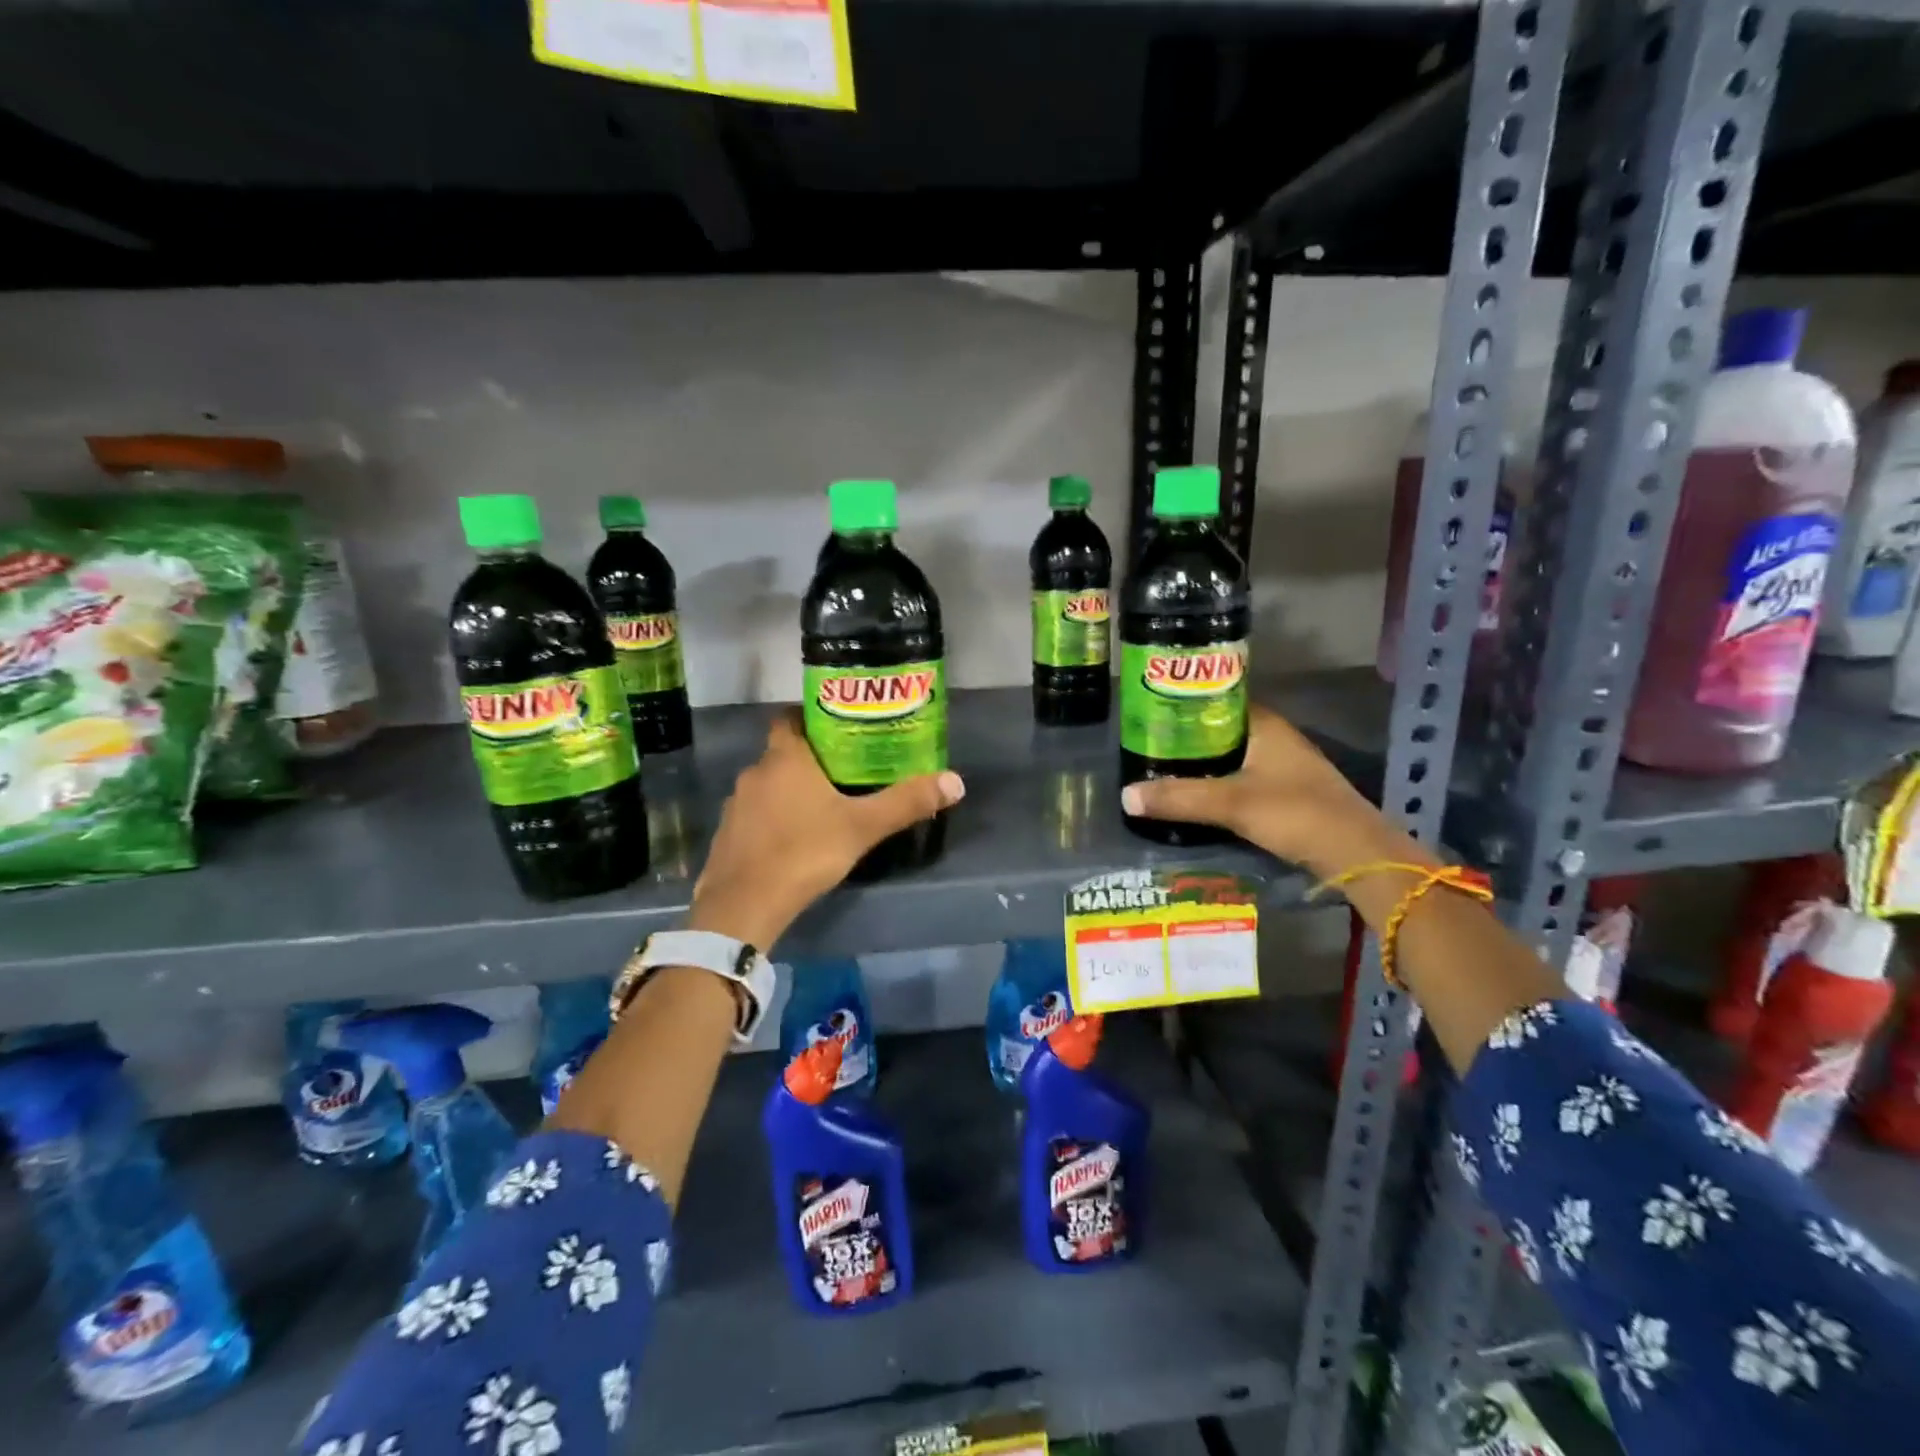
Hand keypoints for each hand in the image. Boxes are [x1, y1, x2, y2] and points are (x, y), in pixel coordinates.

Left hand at [687, 711, 963, 949]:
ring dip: (789, 790)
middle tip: (843, 770)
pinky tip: (793, 837)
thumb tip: (955, 781)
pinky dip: (772, 817)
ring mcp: (736, 804)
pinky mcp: (726, 834)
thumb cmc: (805, 852)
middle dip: (809, 758)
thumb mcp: (863, 827)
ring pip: (768, 785)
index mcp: (785, 758)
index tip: (837, 728)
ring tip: (821, 804)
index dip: (809, 718)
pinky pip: (754, 814)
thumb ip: (906, 803)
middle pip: (782, 752)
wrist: (744, 905)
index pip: (789, 718)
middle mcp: (755, 772)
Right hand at [1119, 704, 1414, 877]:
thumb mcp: (1231, 804)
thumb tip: (1125, 795)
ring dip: (1202, 764)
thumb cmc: (1296, 813)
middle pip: (1220, 731)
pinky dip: (1217, 784)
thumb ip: (1179, 798)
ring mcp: (1283, 766)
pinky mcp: (1286, 793)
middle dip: (1186, 738)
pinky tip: (1194, 797)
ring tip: (1161, 770)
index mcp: (1265, 725)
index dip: (1184, 704)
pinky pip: (1241, 779)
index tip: (1151, 714)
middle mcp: (1275, 738)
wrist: (1356, 855)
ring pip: (1231, 757)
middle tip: (1147, 746)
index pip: (1217, 700)